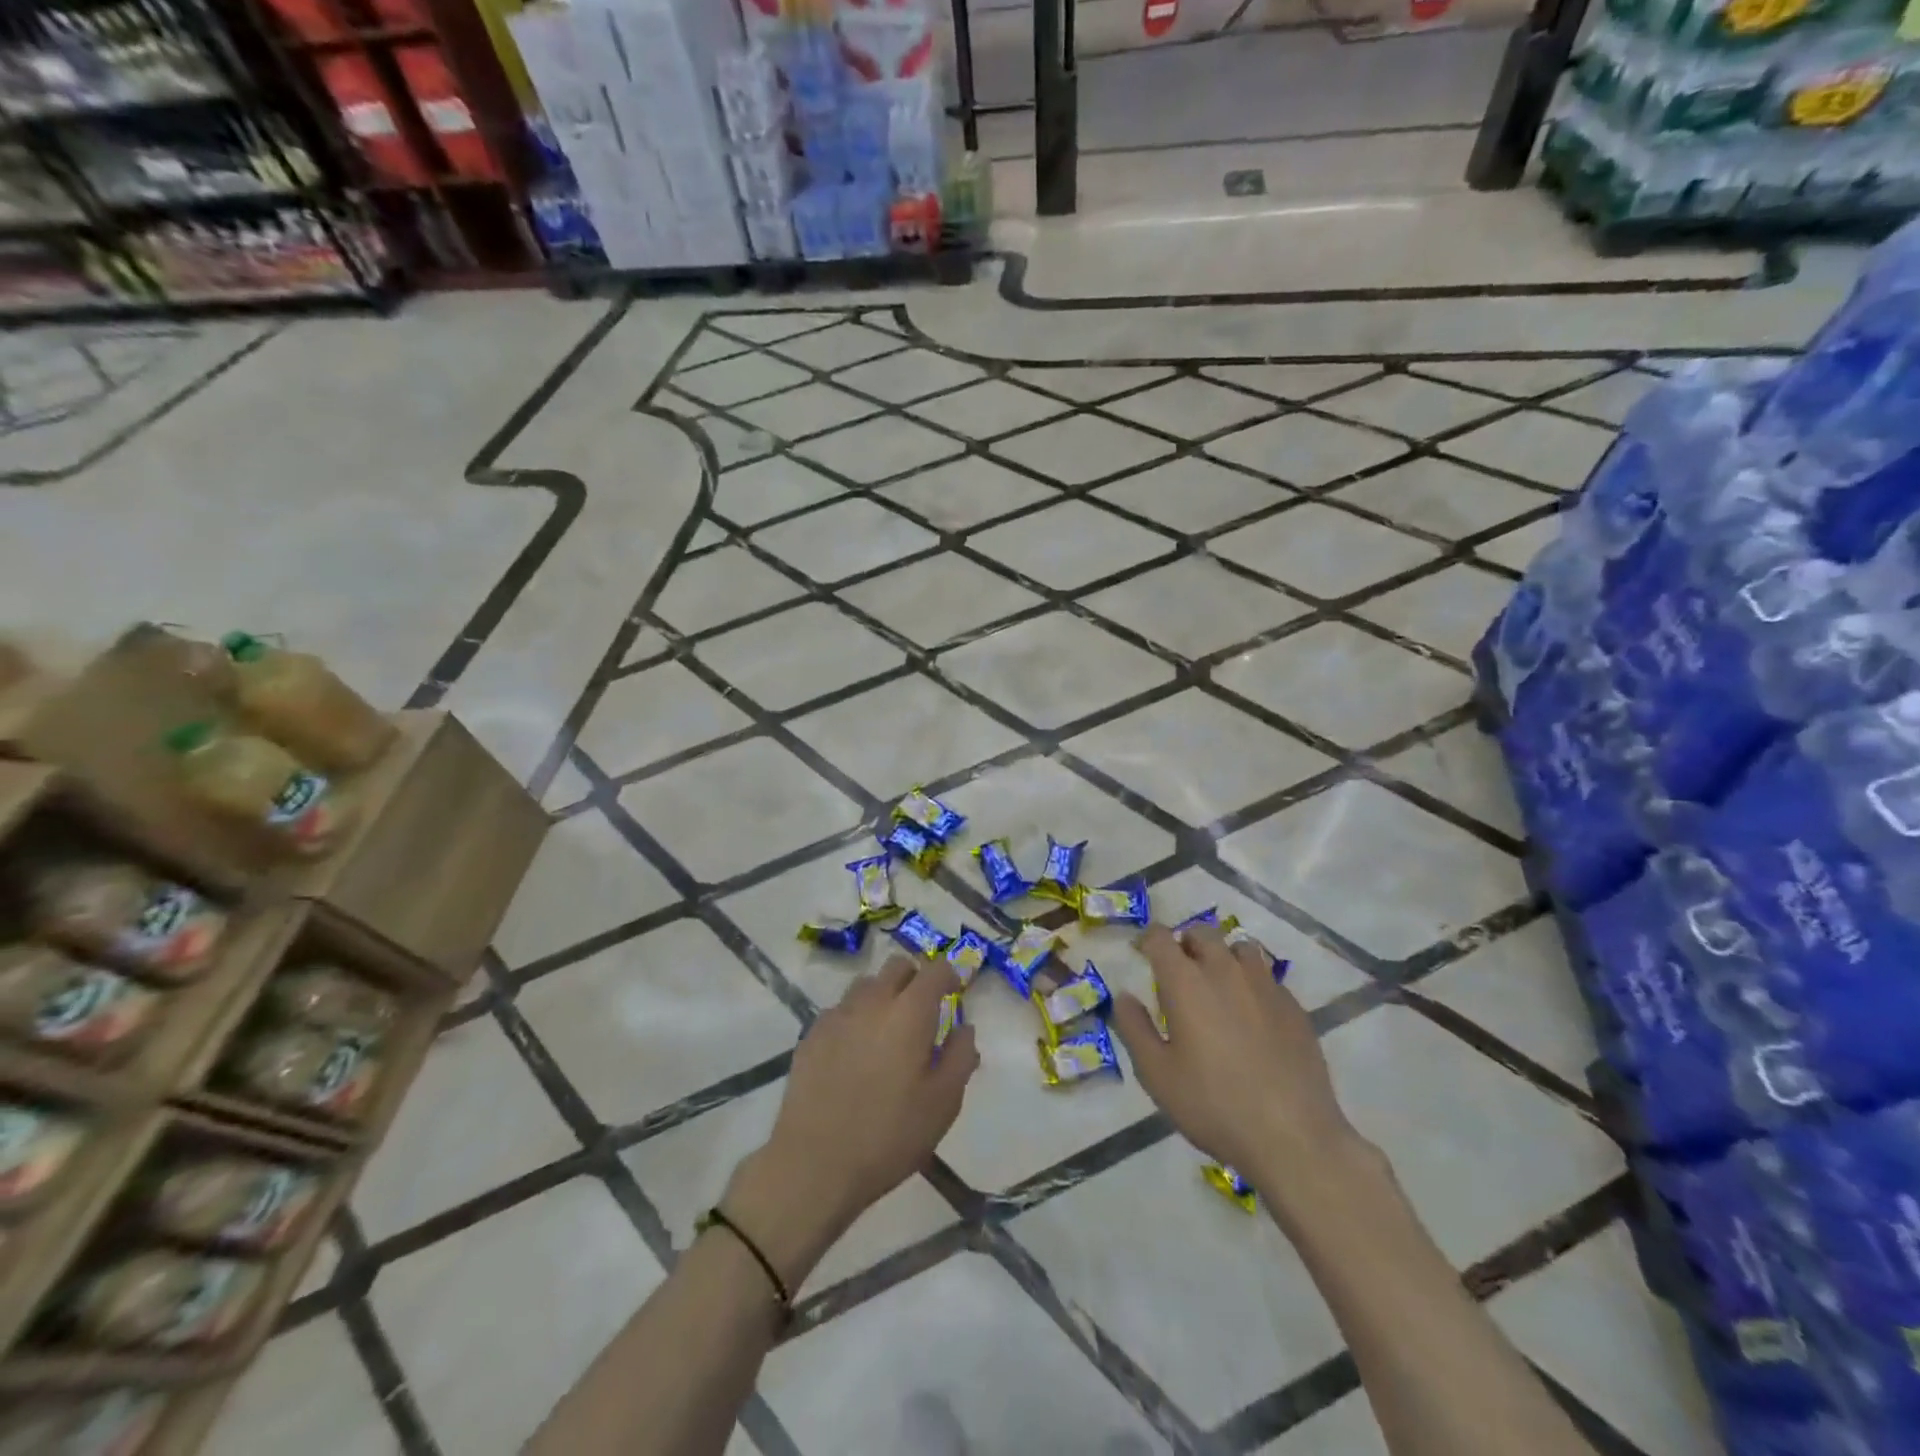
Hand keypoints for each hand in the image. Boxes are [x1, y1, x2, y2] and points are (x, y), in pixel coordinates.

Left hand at [724, 956, 977, 1286]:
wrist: (813, 1164)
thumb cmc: (889, 1135)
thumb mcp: (943, 1103)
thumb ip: (960, 1057)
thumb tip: (964, 1027)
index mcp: (909, 1012)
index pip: (935, 969)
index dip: (949, 974)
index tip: (956, 990)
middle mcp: (872, 1001)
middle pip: (897, 966)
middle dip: (915, 978)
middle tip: (923, 1010)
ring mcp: (837, 1015)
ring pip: (866, 984)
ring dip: (883, 995)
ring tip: (887, 1031)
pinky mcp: (811, 1034)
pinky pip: (840, 1010)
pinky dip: (855, 1018)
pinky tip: (855, 1053)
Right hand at [1112, 924, 1359, 1183]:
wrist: (1293, 1136)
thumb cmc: (1213, 1104)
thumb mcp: (1156, 1074)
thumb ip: (1134, 1028)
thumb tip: (1124, 996)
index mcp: (1185, 981)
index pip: (1159, 937)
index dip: (1147, 940)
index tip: (1142, 954)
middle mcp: (1224, 970)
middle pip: (1202, 933)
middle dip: (1185, 943)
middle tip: (1179, 972)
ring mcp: (1264, 985)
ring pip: (1240, 948)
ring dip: (1223, 957)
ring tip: (1219, 987)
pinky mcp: (1294, 1006)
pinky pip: (1267, 977)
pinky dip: (1252, 984)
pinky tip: (1252, 1016)